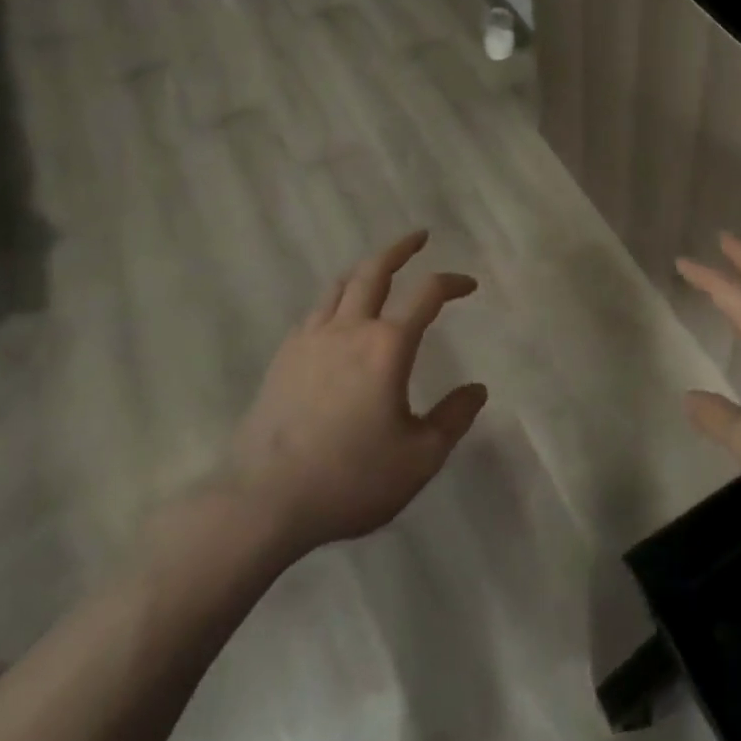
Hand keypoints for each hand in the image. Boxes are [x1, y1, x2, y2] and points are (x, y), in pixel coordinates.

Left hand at [223, 231, 487, 562]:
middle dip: (400, 249)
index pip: (427, 294)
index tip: (469, 285)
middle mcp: (349, 329)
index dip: (452, 282)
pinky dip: (336, 300)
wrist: (262, 502)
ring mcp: (310, 340)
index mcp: (387, 346)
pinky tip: (338, 317)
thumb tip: (477, 390)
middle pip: (374, 270)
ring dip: (365, 268)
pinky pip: (315, 312)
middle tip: (419, 237)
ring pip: (340, 286)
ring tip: (378, 268)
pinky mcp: (283, 359)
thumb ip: (453, 418)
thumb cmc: (350, 478)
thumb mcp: (419, 458)